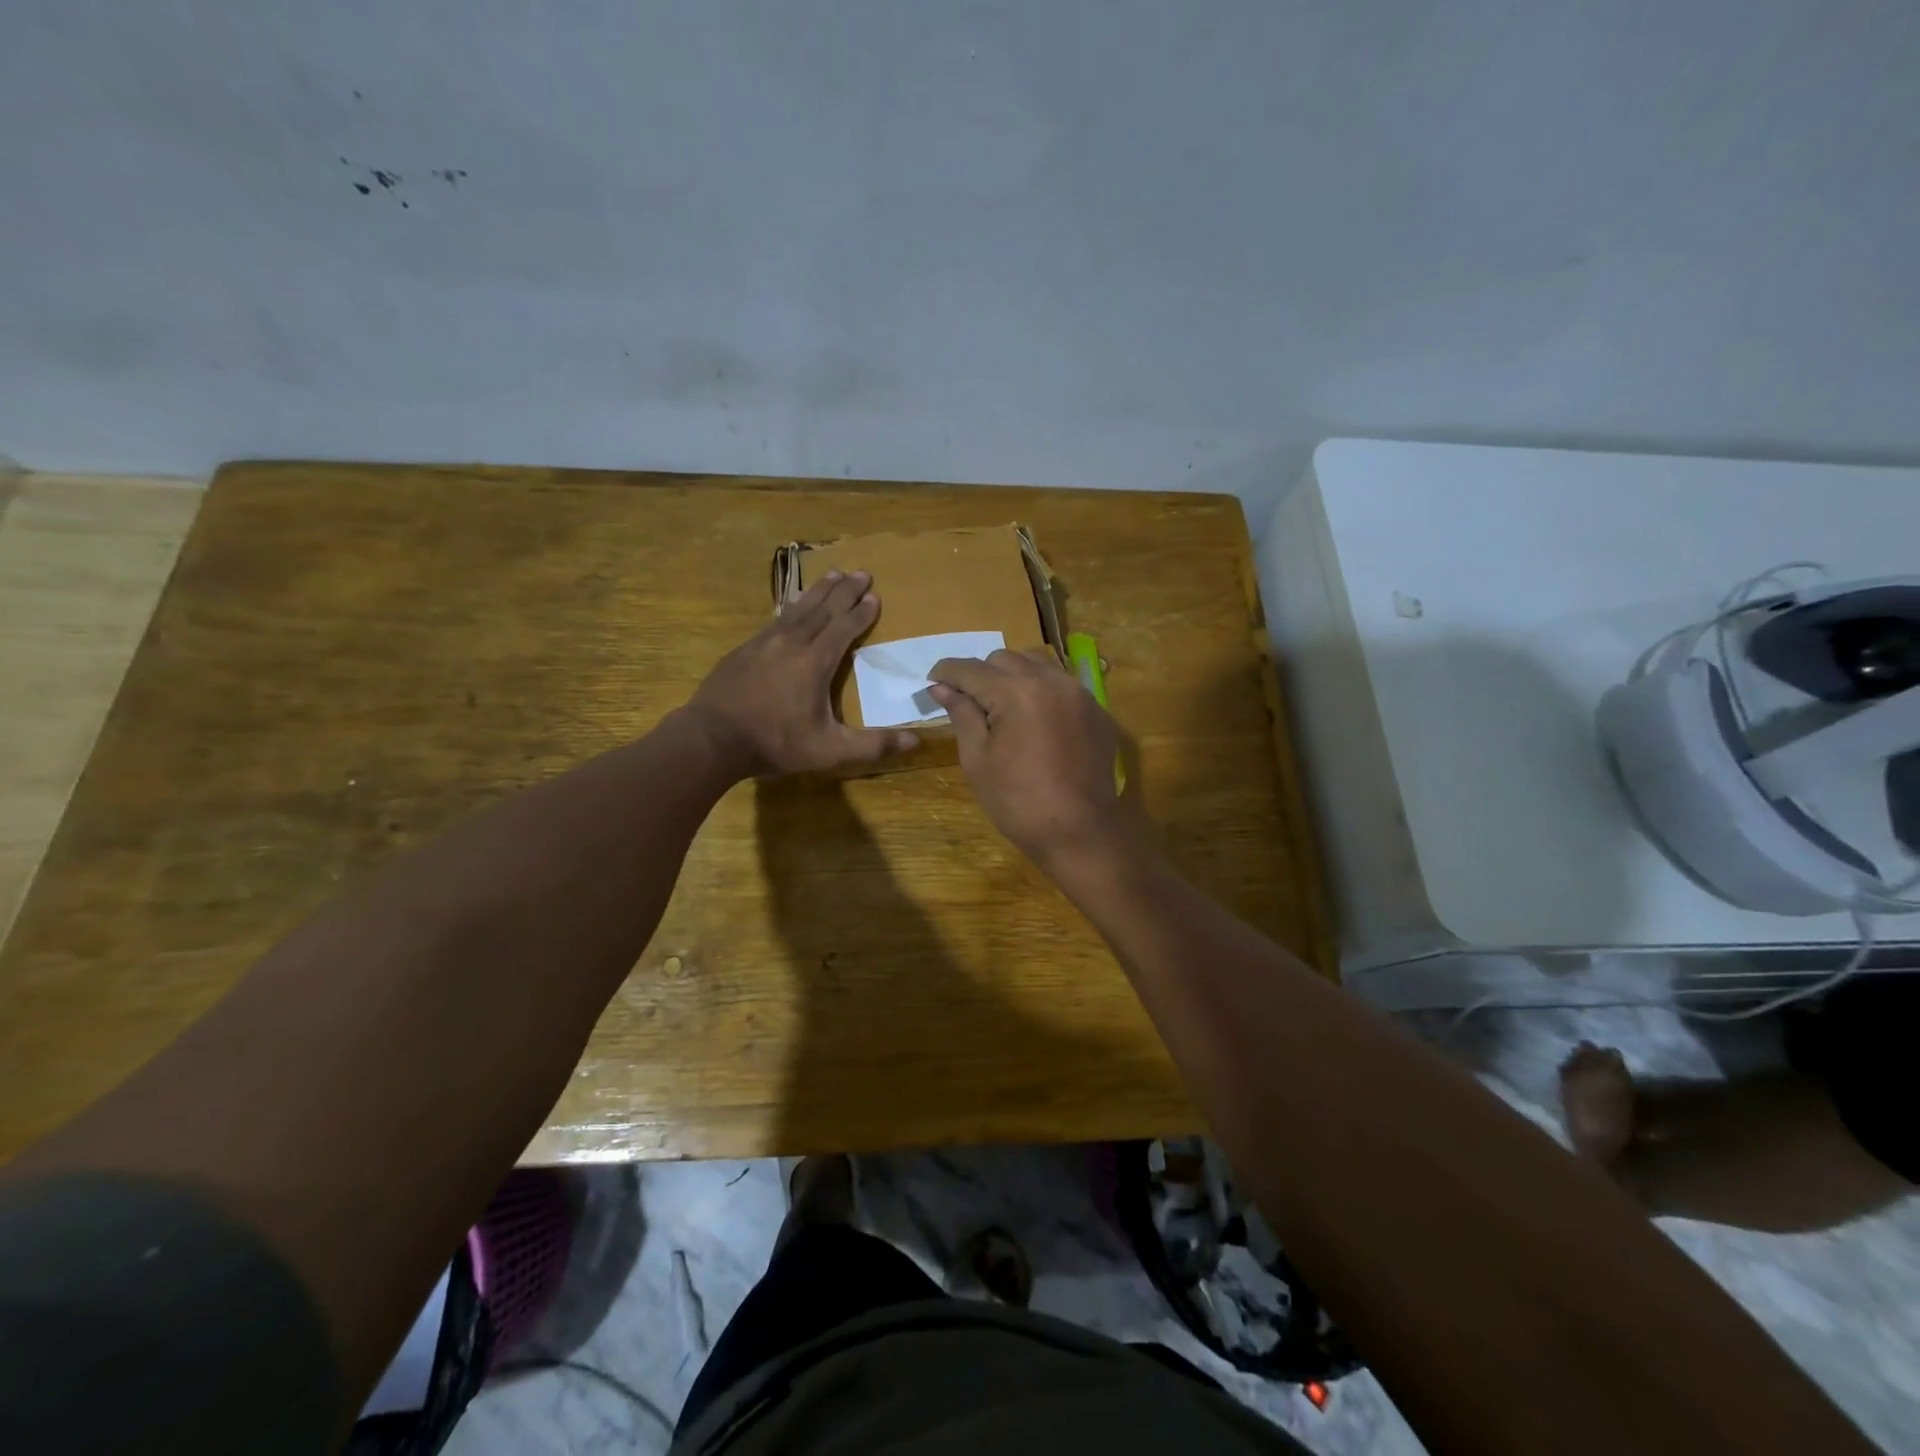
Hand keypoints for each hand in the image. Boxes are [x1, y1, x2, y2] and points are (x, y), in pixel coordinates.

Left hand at [688, 570, 917, 776]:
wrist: (711, 738)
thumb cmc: (775, 743)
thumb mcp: (829, 751)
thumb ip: (872, 745)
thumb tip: (916, 742)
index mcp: (815, 662)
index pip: (844, 628)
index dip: (862, 612)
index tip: (875, 596)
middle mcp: (792, 643)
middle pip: (824, 609)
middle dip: (845, 591)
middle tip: (862, 572)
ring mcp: (764, 642)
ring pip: (798, 608)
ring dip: (819, 591)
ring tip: (833, 574)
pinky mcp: (745, 649)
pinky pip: (776, 619)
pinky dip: (791, 606)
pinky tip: (792, 603)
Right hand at [927, 649, 1131, 867]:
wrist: (1079, 833)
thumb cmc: (1018, 802)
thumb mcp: (978, 759)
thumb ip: (961, 714)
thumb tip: (941, 688)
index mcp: (1016, 692)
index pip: (971, 669)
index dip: (946, 672)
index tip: (932, 681)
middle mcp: (1051, 681)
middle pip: (1005, 659)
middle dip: (981, 674)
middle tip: (968, 702)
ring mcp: (1079, 694)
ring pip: (1038, 665)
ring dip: (1014, 676)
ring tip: (1002, 706)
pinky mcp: (1097, 711)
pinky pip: (1063, 686)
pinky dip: (1042, 692)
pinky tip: (1035, 721)